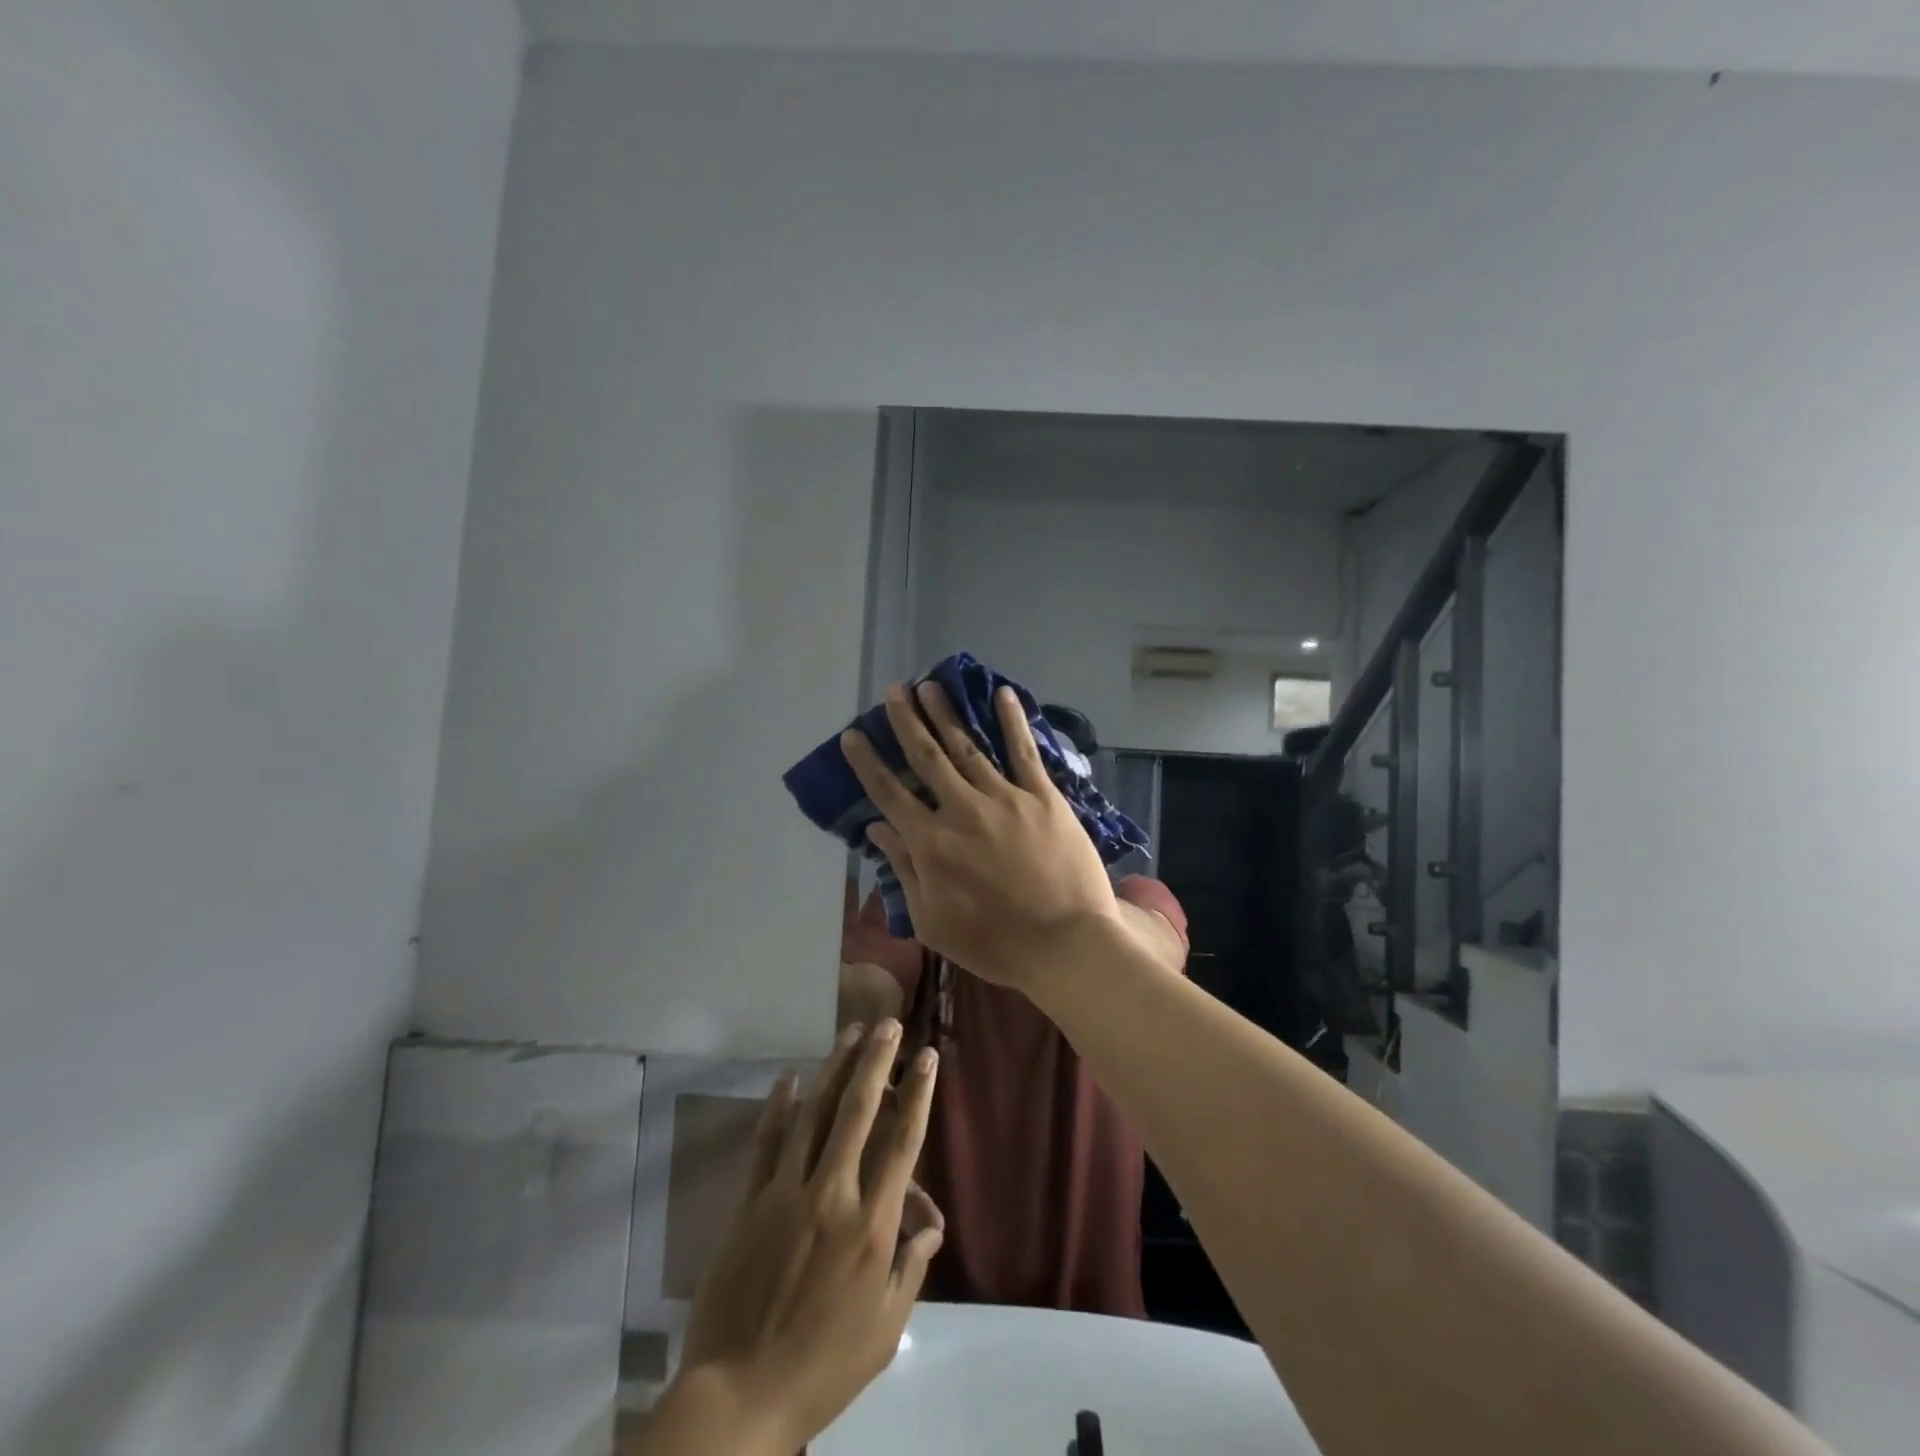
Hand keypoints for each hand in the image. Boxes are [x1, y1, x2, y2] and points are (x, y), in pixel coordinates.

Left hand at [670, 1020, 943, 1451]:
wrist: (740, 1395)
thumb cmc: (825, 1365)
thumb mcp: (886, 1327)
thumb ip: (911, 1267)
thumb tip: (931, 1225)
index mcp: (872, 1225)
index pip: (903, 1142)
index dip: (918, 1094)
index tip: (927, 1057)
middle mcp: (833, 1194)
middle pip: (859, 1111)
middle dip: (877, 1061)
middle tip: (888, 1024)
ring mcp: (787, 1192)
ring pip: (815, 1113)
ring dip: (835, 1067)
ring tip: (850, 1031)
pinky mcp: (750, 1202)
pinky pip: (767, 1143)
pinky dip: (778, 1106)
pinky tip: (788, 1076)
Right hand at [840, 681, 1118, 988]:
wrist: (1066, 943)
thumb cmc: (994, 942)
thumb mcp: (932, 921)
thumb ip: (904, 870)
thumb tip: (878, 828)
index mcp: (931, 843)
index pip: (889, 793)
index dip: (868, 762)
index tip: (854, 735)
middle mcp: (961, 809)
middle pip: (927, 756)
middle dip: (908, 720)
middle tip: (895, 690)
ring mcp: (1005, 798)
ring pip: (967, 746)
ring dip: (946, 713)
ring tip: (930, 685)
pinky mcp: (1043, 796)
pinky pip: (1024, 751)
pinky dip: (1013, 721)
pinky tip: (1002, 694)